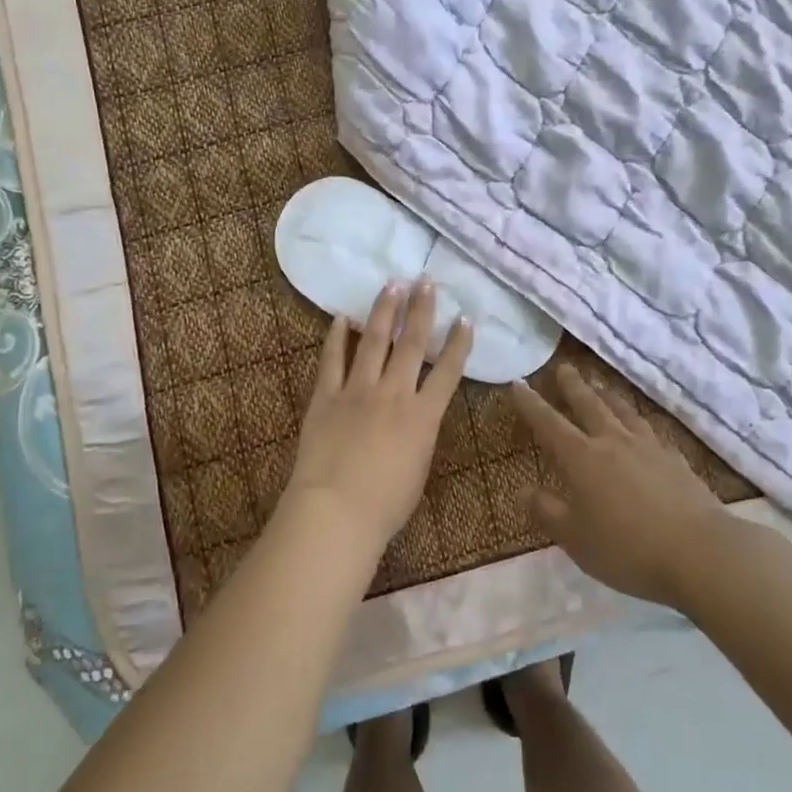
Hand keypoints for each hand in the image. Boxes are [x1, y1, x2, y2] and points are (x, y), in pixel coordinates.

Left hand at [286, 278, 472, 553]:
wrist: (337, 511)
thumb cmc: (385, 504)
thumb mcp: (418, 467)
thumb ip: (420, 434)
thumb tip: (418, 415)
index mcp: (423, 416)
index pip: (448, 372)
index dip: (458, 343)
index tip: (465, 317)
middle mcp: (394, 393)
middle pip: (411, 344)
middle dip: (421, 310)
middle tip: (425, 280)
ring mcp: (358, 390)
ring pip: (374, 342)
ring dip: (384, 311)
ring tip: (392, 285)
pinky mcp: (326, 396)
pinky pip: (332, 360)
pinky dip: (336, 337)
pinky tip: (341, 318)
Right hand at [510, 366, 738, 608]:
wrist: (701, 553)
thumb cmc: (628, 549)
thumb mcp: (576, 539)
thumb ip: (547, 512)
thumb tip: (522, 491)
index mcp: (582, 459)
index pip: (549, 424)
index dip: (531, 404)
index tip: (518, 383)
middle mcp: (613, 442)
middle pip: (589, 405)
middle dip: (573, 386)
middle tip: (563, 367)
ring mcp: (649, 448)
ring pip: (622, 411)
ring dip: (607, 395)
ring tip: (600, 384)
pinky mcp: (676, 460)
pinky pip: (651, 431)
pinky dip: (639, 422)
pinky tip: (643, 427)